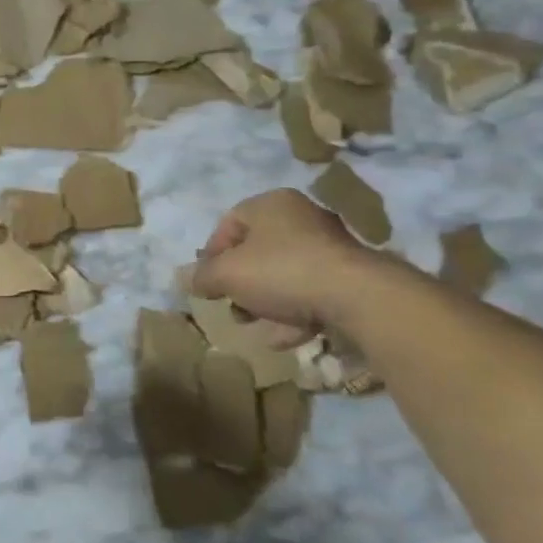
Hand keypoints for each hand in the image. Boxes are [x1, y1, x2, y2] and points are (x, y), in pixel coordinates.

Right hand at [191, 189, 378, 346]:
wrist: (357, 297)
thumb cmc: (281, 272)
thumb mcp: (228, 275)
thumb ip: (203, 276)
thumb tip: (185, 278)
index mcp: (270, 204)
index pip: (229, 223)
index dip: (212, 255)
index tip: (207, 283)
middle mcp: (301, 217)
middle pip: (257, 251)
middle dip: (240, 283)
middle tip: (232, 307)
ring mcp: (329, 246)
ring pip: (284, 274)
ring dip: (265, 302)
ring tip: (255, 327)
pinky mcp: (349, 276)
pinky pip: (310, 291)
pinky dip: (294, 312)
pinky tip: (285, 338)